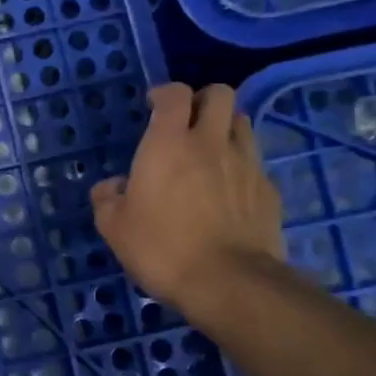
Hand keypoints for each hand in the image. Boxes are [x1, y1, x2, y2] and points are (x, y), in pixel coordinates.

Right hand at [91, 82, 284, 315]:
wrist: (228, 282)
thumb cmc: (161, 247)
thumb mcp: (114, 227)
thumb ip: (107, 198)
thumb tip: (113, 186)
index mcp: (169, 144)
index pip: (175, 94)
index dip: (164, 93)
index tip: (153, 105)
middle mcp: (211, 143)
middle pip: (221, 94)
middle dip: (203, 100)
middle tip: (187, 121)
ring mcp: (247, 164)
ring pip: (242, 123)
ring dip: (225, 128)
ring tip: (209, 151)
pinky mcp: (268, 190)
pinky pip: (254, 163)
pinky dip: (241, 166)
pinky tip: (228, 191)